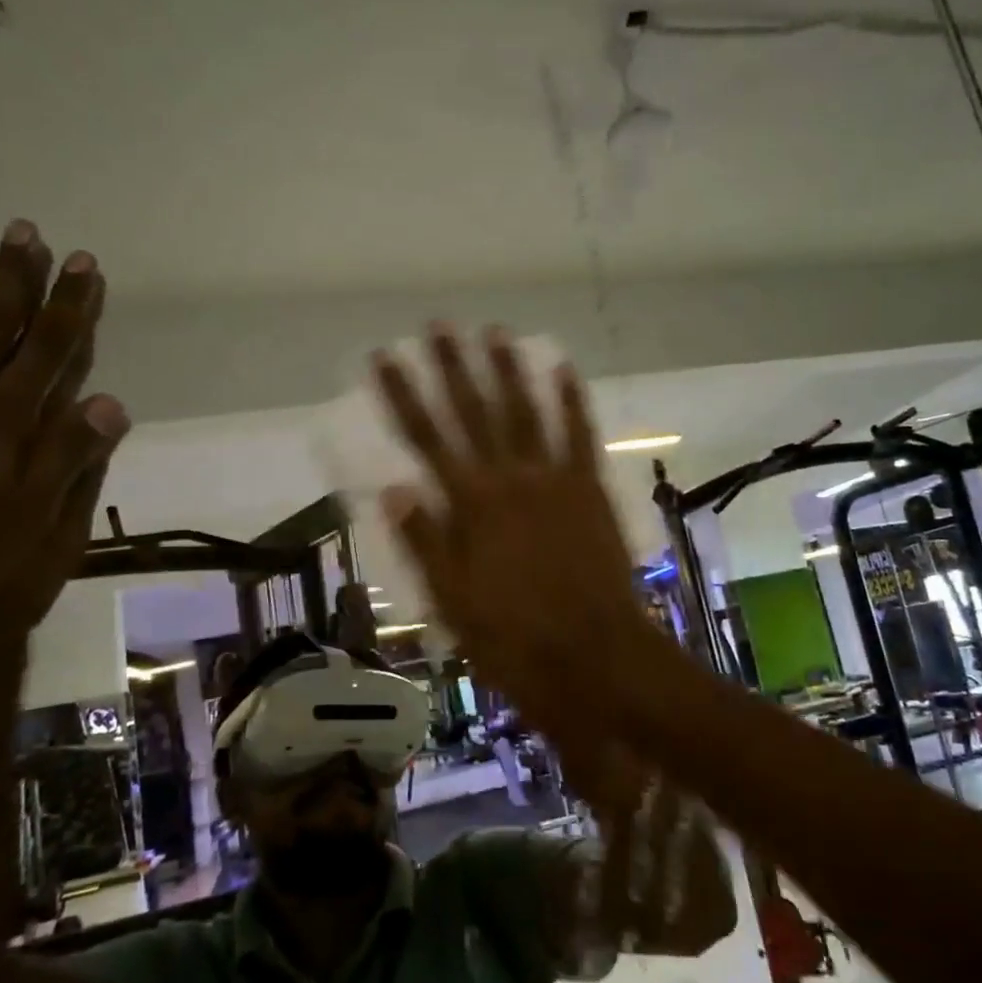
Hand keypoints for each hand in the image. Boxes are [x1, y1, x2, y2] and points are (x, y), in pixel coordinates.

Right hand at [370, 326, 646, 709]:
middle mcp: (510, 480)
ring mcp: (556, 481)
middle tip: (440, 324)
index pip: (426, 438)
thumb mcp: (454, 603)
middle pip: (476, 412)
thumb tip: (392, 490)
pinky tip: (562, 369)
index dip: (403, 395)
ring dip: (509, 370)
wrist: (596, 658)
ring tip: (494, 331)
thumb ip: (425, 542)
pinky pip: (579, 434)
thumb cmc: (515, 641)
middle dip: (454, 367)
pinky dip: (571, 400)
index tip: (385, 357)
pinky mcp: (591, 490)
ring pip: (527, 412)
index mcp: (470, 507)